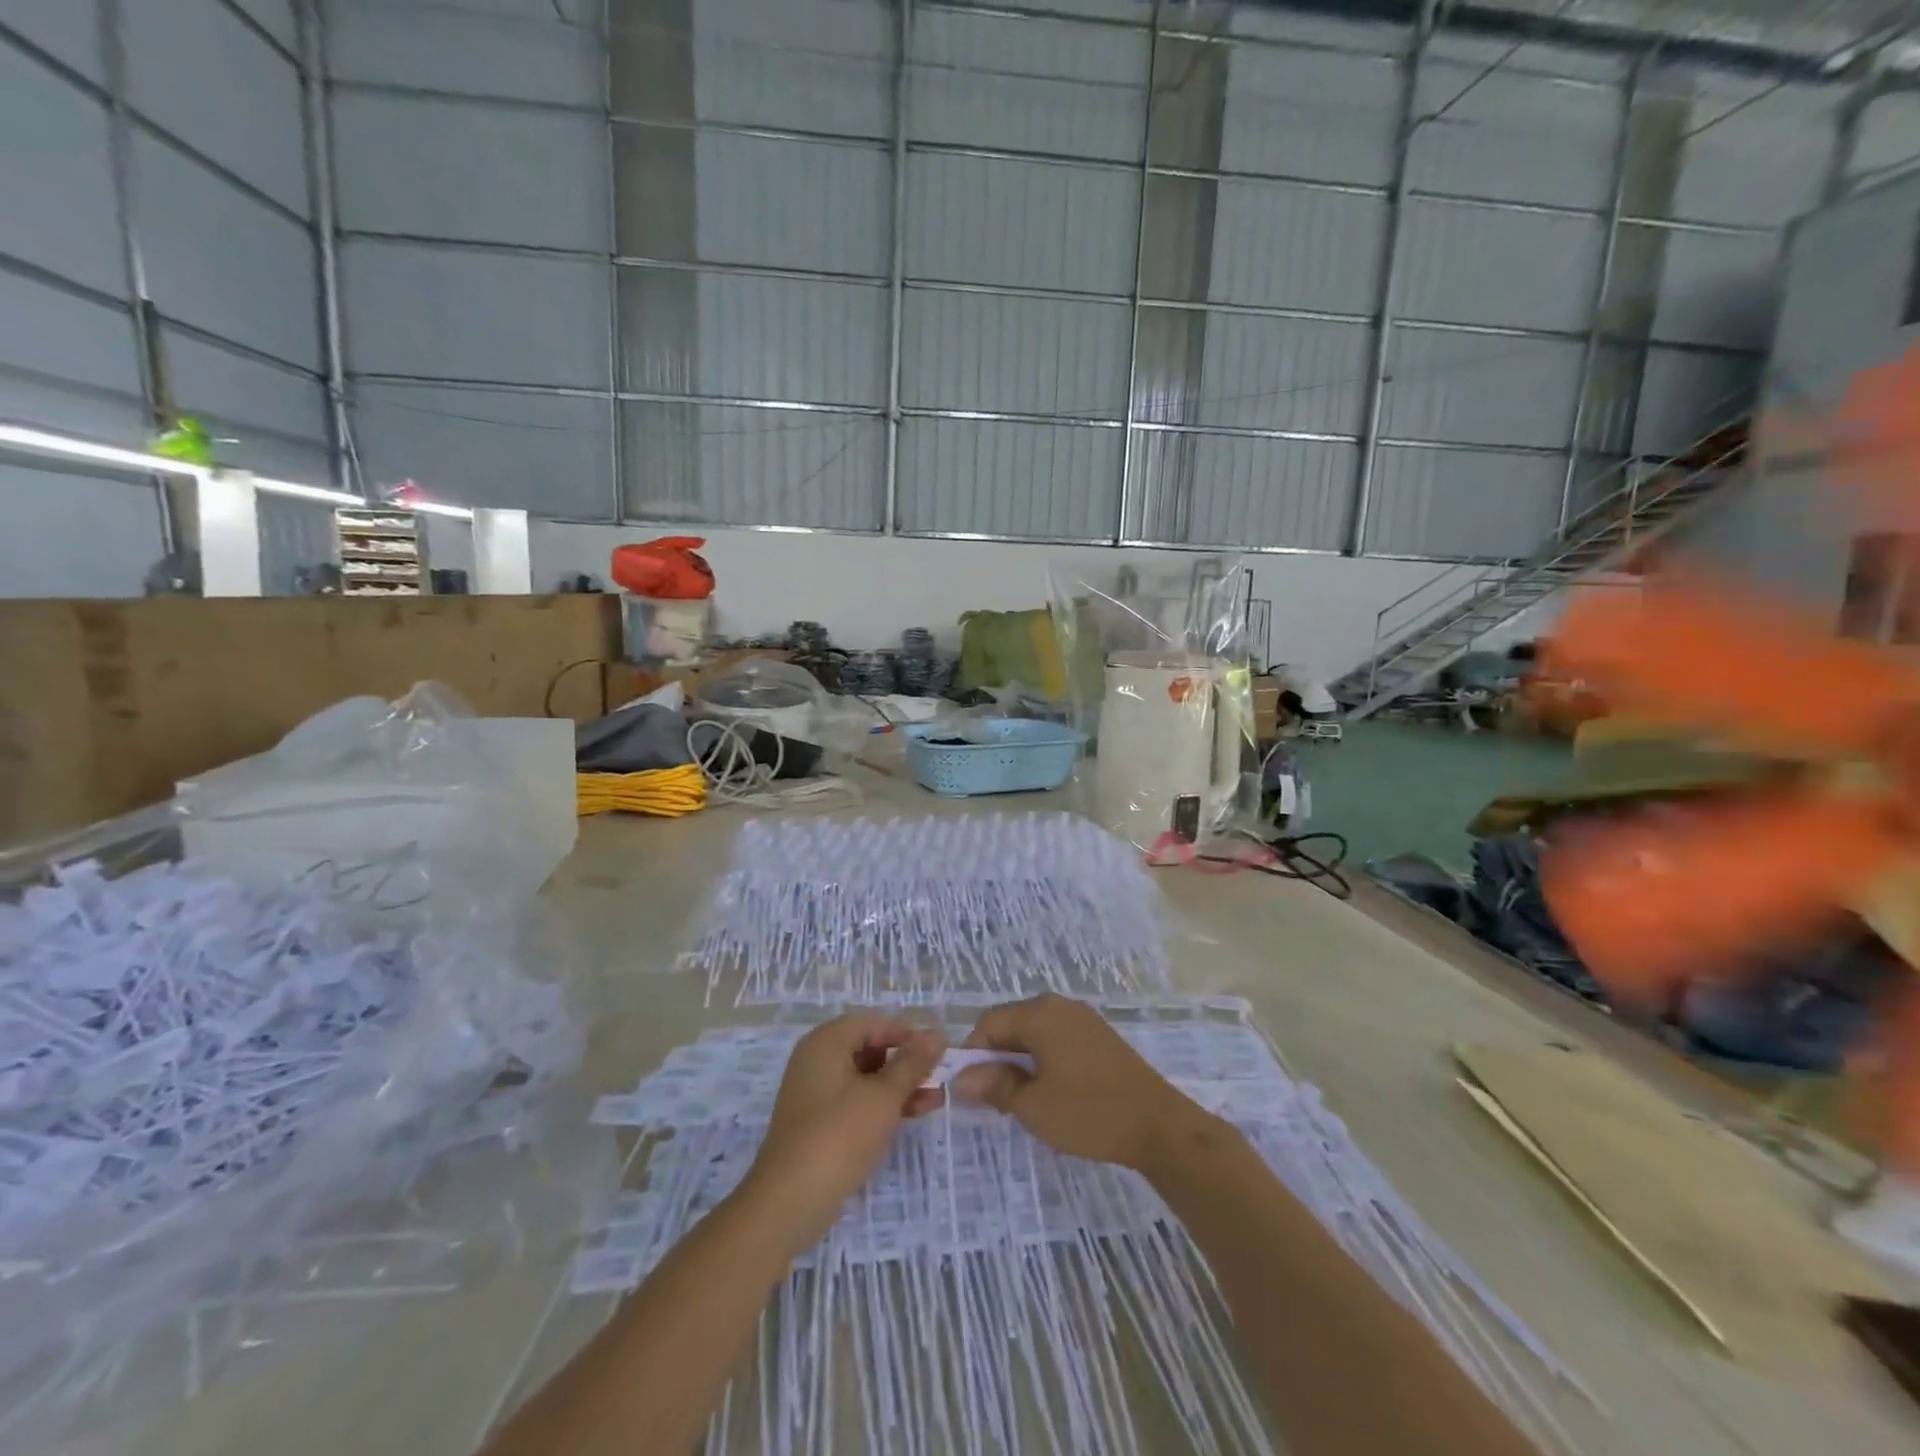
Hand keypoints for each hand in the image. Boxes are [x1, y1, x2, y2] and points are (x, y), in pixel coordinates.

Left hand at [743, 1013, 945, 1254]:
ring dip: (899, 1087)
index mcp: (826, 1042)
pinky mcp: (817, 1123)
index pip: (873, 1023)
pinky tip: (909, 1118)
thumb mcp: (884, 1097)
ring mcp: (815, 1093)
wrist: (788, 1203)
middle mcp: (817, 1060)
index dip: (907, 1034)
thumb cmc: (839, 1136)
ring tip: (935, 1101)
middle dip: (906, 1063)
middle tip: (939, 1079)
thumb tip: (936, 1035)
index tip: (937, 1052)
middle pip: (869, 1049)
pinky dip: (881, 1106)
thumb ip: (912, 1064)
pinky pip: (855, 1102)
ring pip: (865, 1078)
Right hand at [950, 994, 1216, 1172]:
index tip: (971, 1091)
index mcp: (1040, 1013)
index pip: (989, 1023)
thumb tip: (962, 1079)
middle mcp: (1059, 1006)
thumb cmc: (1089, 1112)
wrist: (1159, 1125)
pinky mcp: (1099, 1037)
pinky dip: (1044, 1061)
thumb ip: (995, 1086)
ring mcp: (1083, 1019)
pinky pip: (1057, 1040)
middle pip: (1011, 1024)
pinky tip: (1050, 1093)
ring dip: (1020, 1061)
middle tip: (993, 1100)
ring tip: (1021, 1100)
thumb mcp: (1033, 1105)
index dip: (972, 1055)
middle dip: (996, 1058)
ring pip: (1034, 1033)